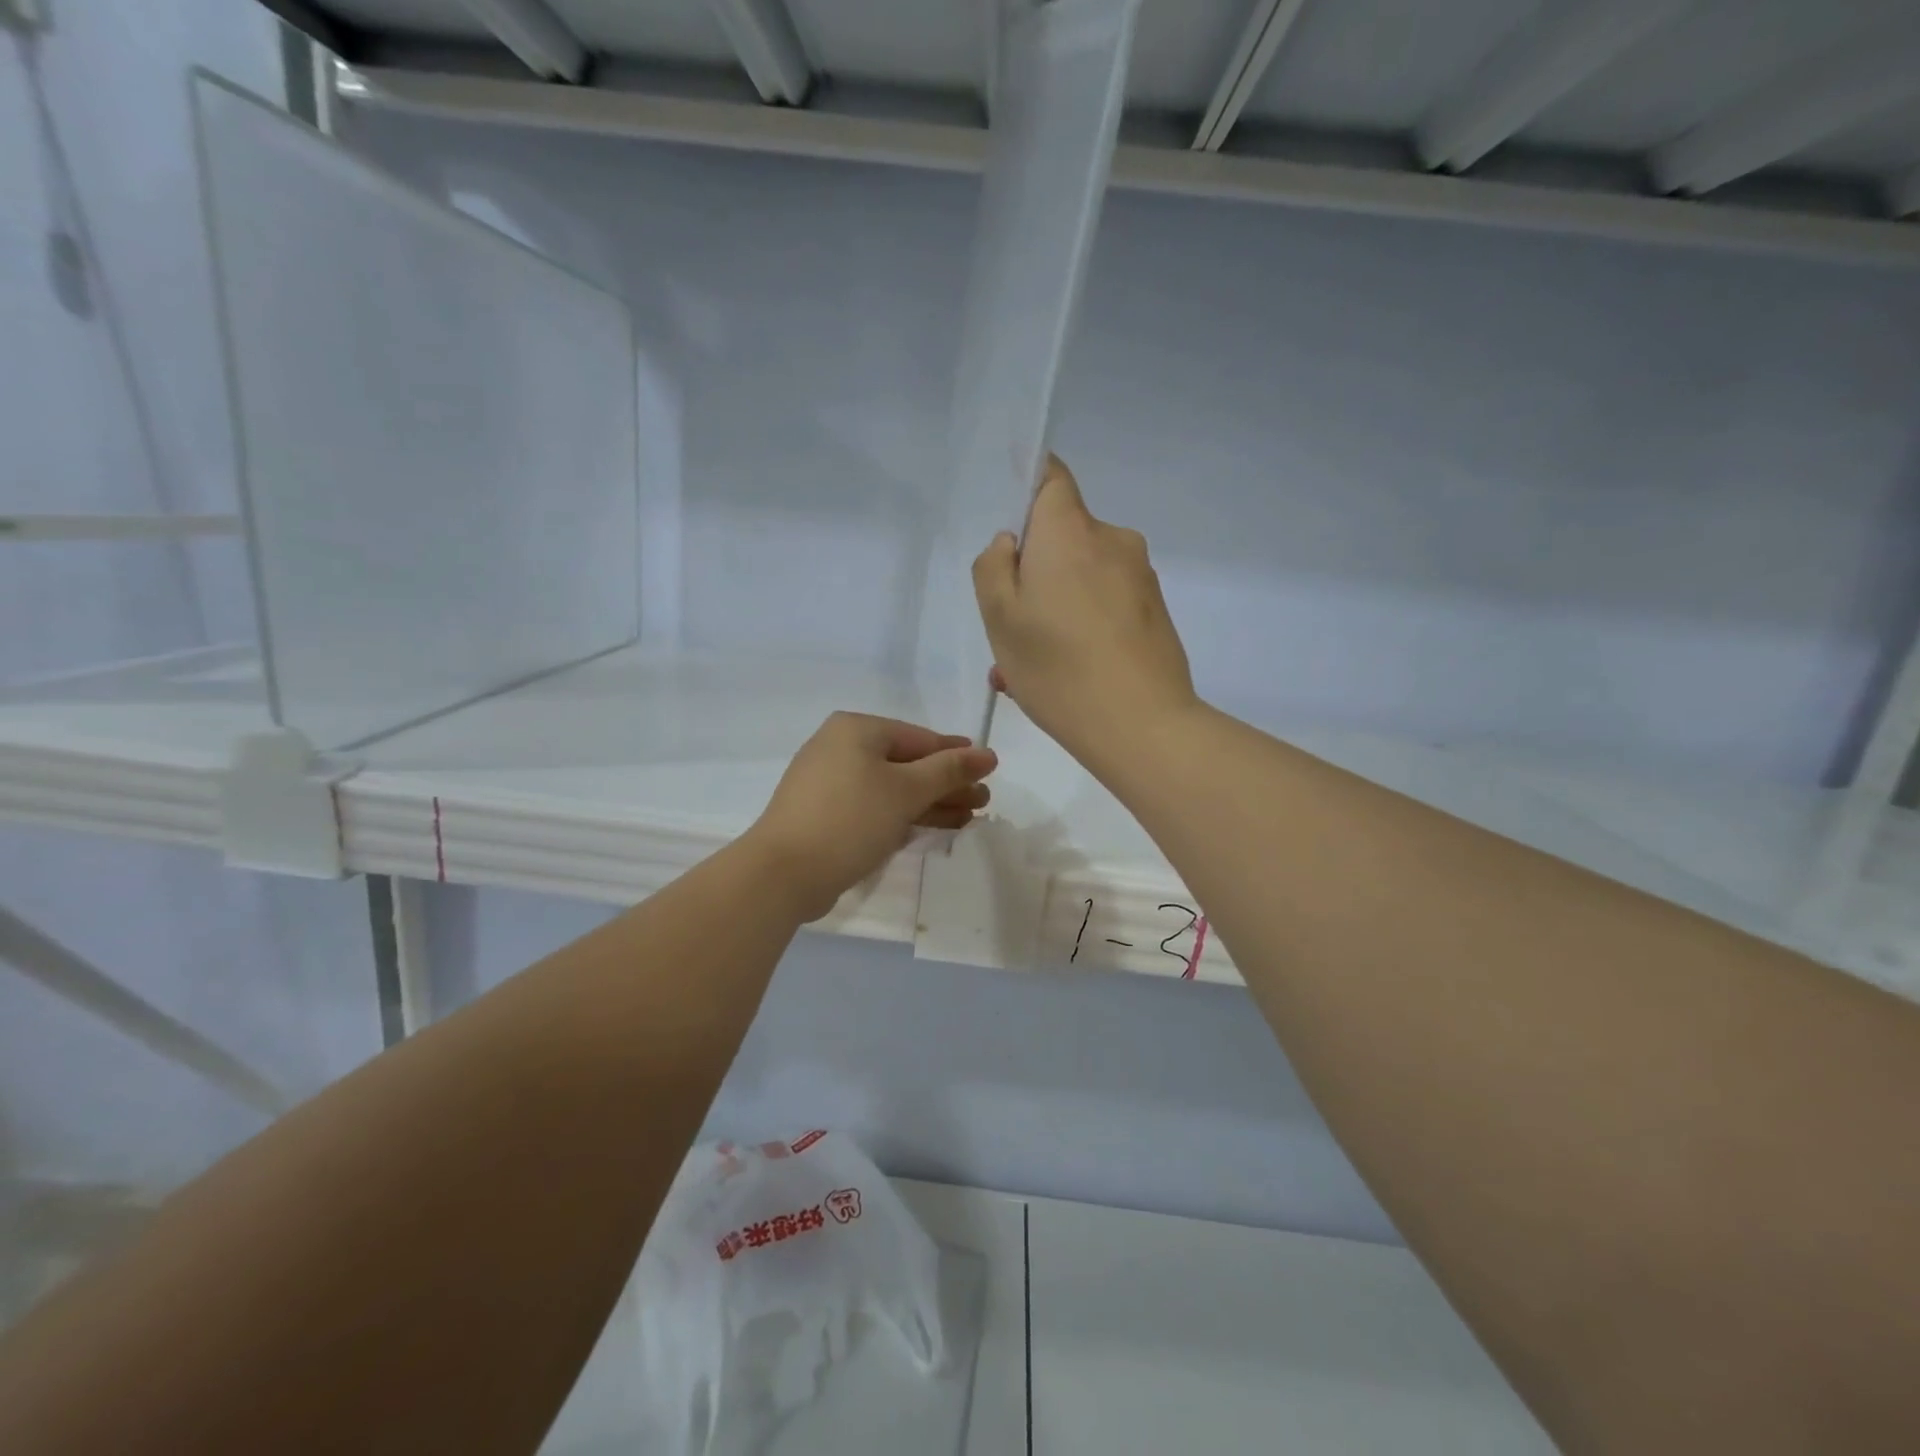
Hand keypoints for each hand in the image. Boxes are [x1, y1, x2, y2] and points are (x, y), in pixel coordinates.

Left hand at [745, 712, 997, 921]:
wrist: (783, 873)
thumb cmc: (850, 819)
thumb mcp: (906, 790)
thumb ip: (948, 770)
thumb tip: (987, 753)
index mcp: (856, 730)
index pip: (919, 738)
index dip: (957, 755)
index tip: (989, 769)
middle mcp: (840, 748)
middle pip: (907, 764)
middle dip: (946, 784)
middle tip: (983, 802)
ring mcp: (830, 783)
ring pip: (892, 788)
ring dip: (931, 802)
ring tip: (968, 818)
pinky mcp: (826, 815)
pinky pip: (875, 807)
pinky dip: (904, 816)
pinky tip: (933, 828)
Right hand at [972, 456, 1197, 765]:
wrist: (1143, 726)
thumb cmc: (1059, 668)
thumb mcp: (1000, 620)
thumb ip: (993, 569)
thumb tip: (1010, 544)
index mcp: (1070, 531)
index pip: (1051, 477)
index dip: (1027, 486)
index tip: (1009, 527)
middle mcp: (1112, 540)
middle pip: (1064, 535)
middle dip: (1035, 570)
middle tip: (1012, 626)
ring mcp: (1140, 576)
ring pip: (1083, 577)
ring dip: (1055, 606)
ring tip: (1033, 665)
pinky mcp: (1155, 611)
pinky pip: (1106, 604)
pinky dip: (1083, 625)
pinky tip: (1067, 673)